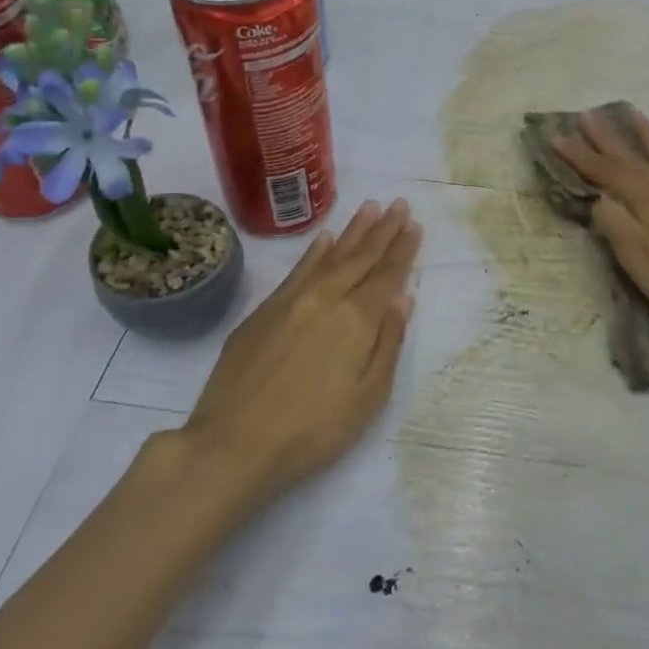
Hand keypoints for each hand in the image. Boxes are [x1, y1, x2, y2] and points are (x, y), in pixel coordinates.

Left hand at [186, 198, 421, 502]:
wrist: (233, 444)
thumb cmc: (312, 431)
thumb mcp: (368, 398)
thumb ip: (388, 344)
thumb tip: (403, 299)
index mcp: (357, 319)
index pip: (387, 275)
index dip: (403, 249)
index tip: (415, 225)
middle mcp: (326, 298)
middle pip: (361, 256)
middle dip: (384, 229)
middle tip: (400, 204)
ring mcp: (291, 301)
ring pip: (330, 255)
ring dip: (353, 230)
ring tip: (371, 207)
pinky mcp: (263, 311)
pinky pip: (297, 269)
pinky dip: (314, 250)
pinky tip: (325, 237)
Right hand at [552, 109, 648, 348]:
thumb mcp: (637, 258)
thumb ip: (614, 223)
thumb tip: (598, 198)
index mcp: (646, 197)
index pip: (605, 171)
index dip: (579, 155)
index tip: (555, 136)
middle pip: (631, 156)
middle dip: (606, 137)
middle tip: (587, 115)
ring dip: (646, 135)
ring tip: (633, 114)